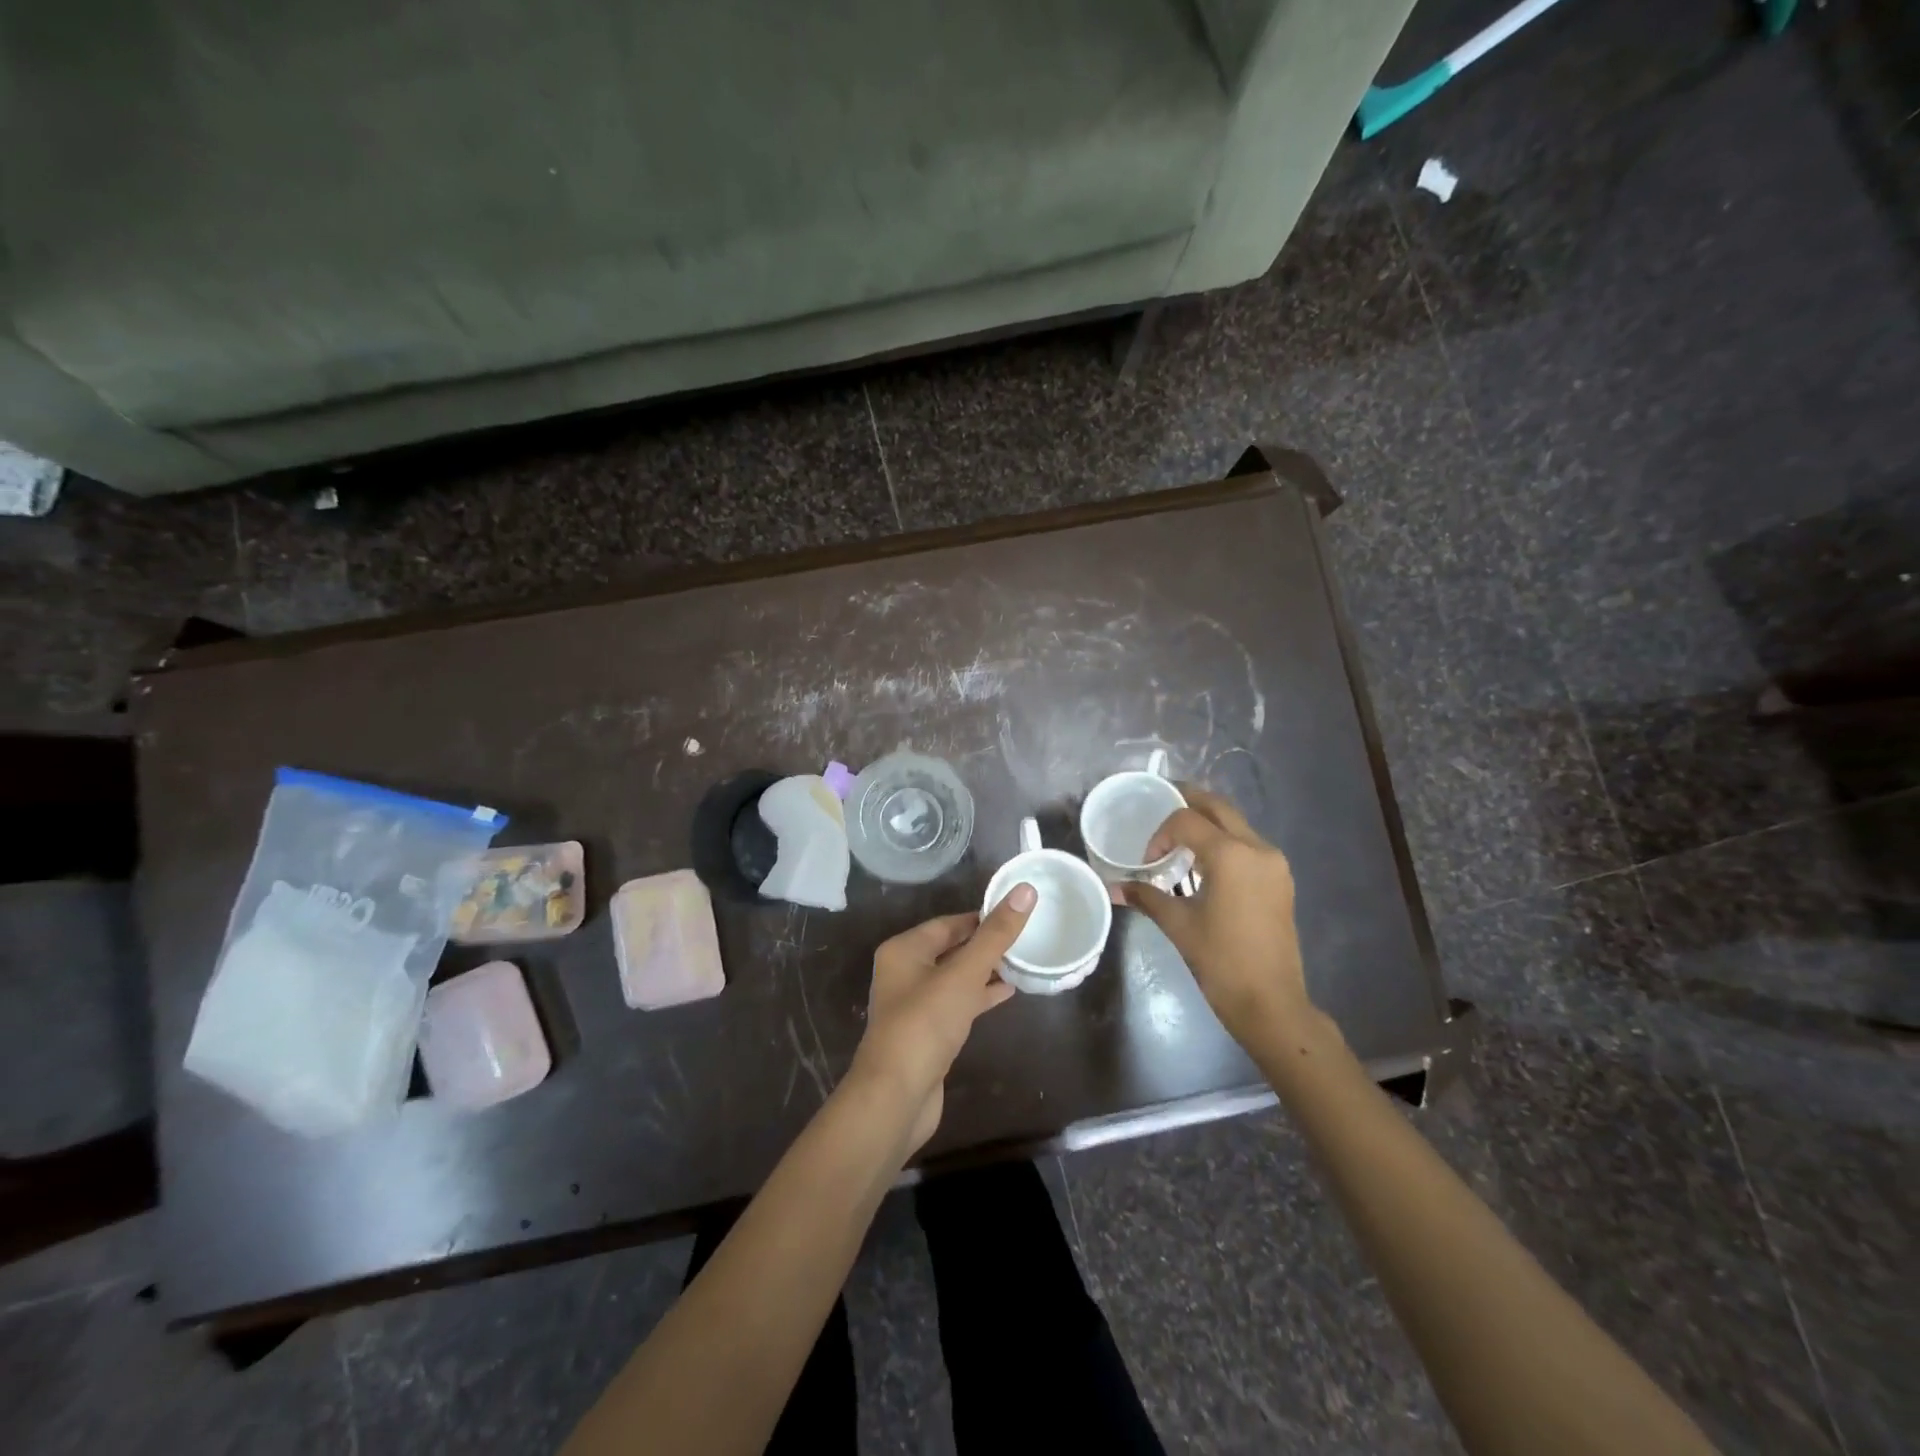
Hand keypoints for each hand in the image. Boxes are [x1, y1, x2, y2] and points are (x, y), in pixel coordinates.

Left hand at [850, 886, 1034, 1151]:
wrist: (897, 1095)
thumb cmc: (926, 1024)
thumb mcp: (964, 973)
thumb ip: (995, 935)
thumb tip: (1024, 890)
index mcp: (904, 950)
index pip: (949, 923)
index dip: (982, 917)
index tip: (1017, 913)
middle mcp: (904, 972)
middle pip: (951, 948)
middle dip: (986, 944)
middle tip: (1026, 937)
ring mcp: (914, 1005)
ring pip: (955, 977)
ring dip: (985, 970)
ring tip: (1022, 962)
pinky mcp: (926, 1033)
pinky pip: (957, 1003)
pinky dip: (979, 996)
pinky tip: (1007, 993)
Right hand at [1123, 789, 1310, 1048]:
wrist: (1271, 1002)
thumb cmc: (1221, 961)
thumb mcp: (1178, 924)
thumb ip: (1146, 896)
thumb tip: (1113, 887)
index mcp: (1231, 855)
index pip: (1187, 821)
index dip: (1161, 834)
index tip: (1149, 861)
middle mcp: (1257, 848)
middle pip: (1219, 808)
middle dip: (1189, 803)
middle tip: (1162, 806)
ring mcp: (1274, 864)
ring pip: (1236, 825)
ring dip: (1207, 824)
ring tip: (1180, 841)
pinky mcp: (1280, 880)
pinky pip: (1248, 845)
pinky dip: (1224, 842)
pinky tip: (1205, 865)